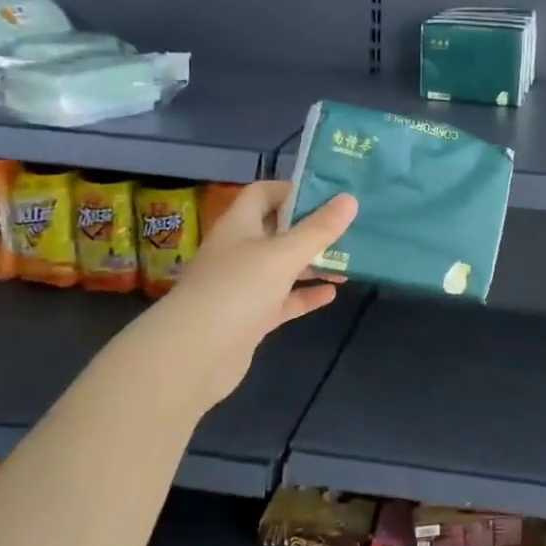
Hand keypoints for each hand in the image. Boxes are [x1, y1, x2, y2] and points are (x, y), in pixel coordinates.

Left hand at [124, 181, 356, 412]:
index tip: (331, 194)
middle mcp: (239, 250)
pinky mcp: (251, 317)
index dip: (294, 189)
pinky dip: (305, 295)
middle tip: (350, 227)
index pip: (265, 193)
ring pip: (284, 266)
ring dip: (313, 263)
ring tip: (351, 261)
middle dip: (312, 229)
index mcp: (239, 225)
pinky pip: (284, 300)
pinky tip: (332, 294)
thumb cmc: (237, 289)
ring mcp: (244, 286)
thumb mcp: (283, 254)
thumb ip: (319, 229)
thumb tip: (350, 199)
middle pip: (279, 230)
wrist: (194, 356)